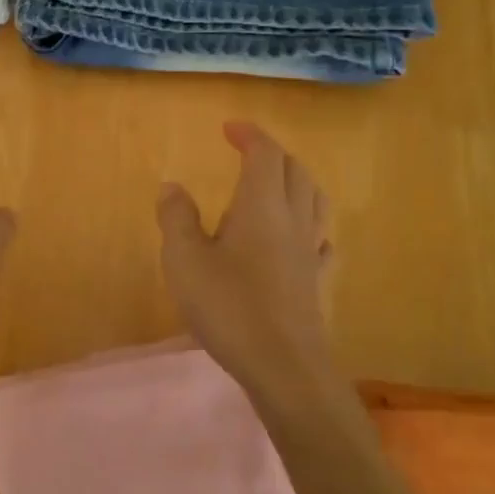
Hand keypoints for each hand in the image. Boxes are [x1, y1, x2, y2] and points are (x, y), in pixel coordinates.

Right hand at [156, 123, 339, 405]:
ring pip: (315, 200)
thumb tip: (172, 186)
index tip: (230, 128)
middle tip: (248, 151)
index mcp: (261, 205)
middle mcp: (293, 219)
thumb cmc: (229, 306)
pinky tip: (304, 237)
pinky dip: (311, 223)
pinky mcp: (318, 281)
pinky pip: (322, 239)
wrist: (284, 365)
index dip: (249, 135)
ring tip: (278, 183)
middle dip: (272, 153)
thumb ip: (176, 218)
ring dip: (297, 180)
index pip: (264, 154)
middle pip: (295, 170)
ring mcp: (311, 251)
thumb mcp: (185, 259)